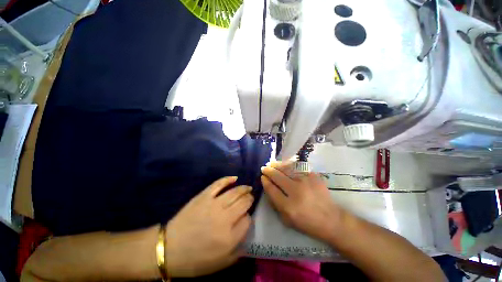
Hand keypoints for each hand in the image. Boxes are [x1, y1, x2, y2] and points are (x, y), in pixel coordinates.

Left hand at [164, 176, 252, 276]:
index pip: (247, 220)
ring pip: (235, 192)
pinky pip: (219, 184)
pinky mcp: (204, 196)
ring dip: (244, 189)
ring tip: (248, 188)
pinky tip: (235, 178)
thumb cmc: (195, 260)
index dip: (248, 217)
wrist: (169, 249)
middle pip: (244, 203)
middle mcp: (225, 218)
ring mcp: (214, 204)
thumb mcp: (220, 263)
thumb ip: (238, 250)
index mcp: (229, 238)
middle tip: (250, 198)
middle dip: (249, 199)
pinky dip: (228, 179)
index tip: (246, 217)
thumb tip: (247, 229)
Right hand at [261, 162, 343, 241]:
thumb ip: (275, 203)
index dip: (265, 182)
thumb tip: (268, 186)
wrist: (331, 219)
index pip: (272, 189)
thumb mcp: (287, 220)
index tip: (262, 177)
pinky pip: (298, 167)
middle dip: (269, 171)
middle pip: (278, 177)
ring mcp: (306, 182)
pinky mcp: (314, 177)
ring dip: (277, 165)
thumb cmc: (307, 223)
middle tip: (264, 168)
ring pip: (287, 169)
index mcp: (288, 206)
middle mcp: (296, 192)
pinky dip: (289, 165)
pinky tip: (285, 164)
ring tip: (272, 163)